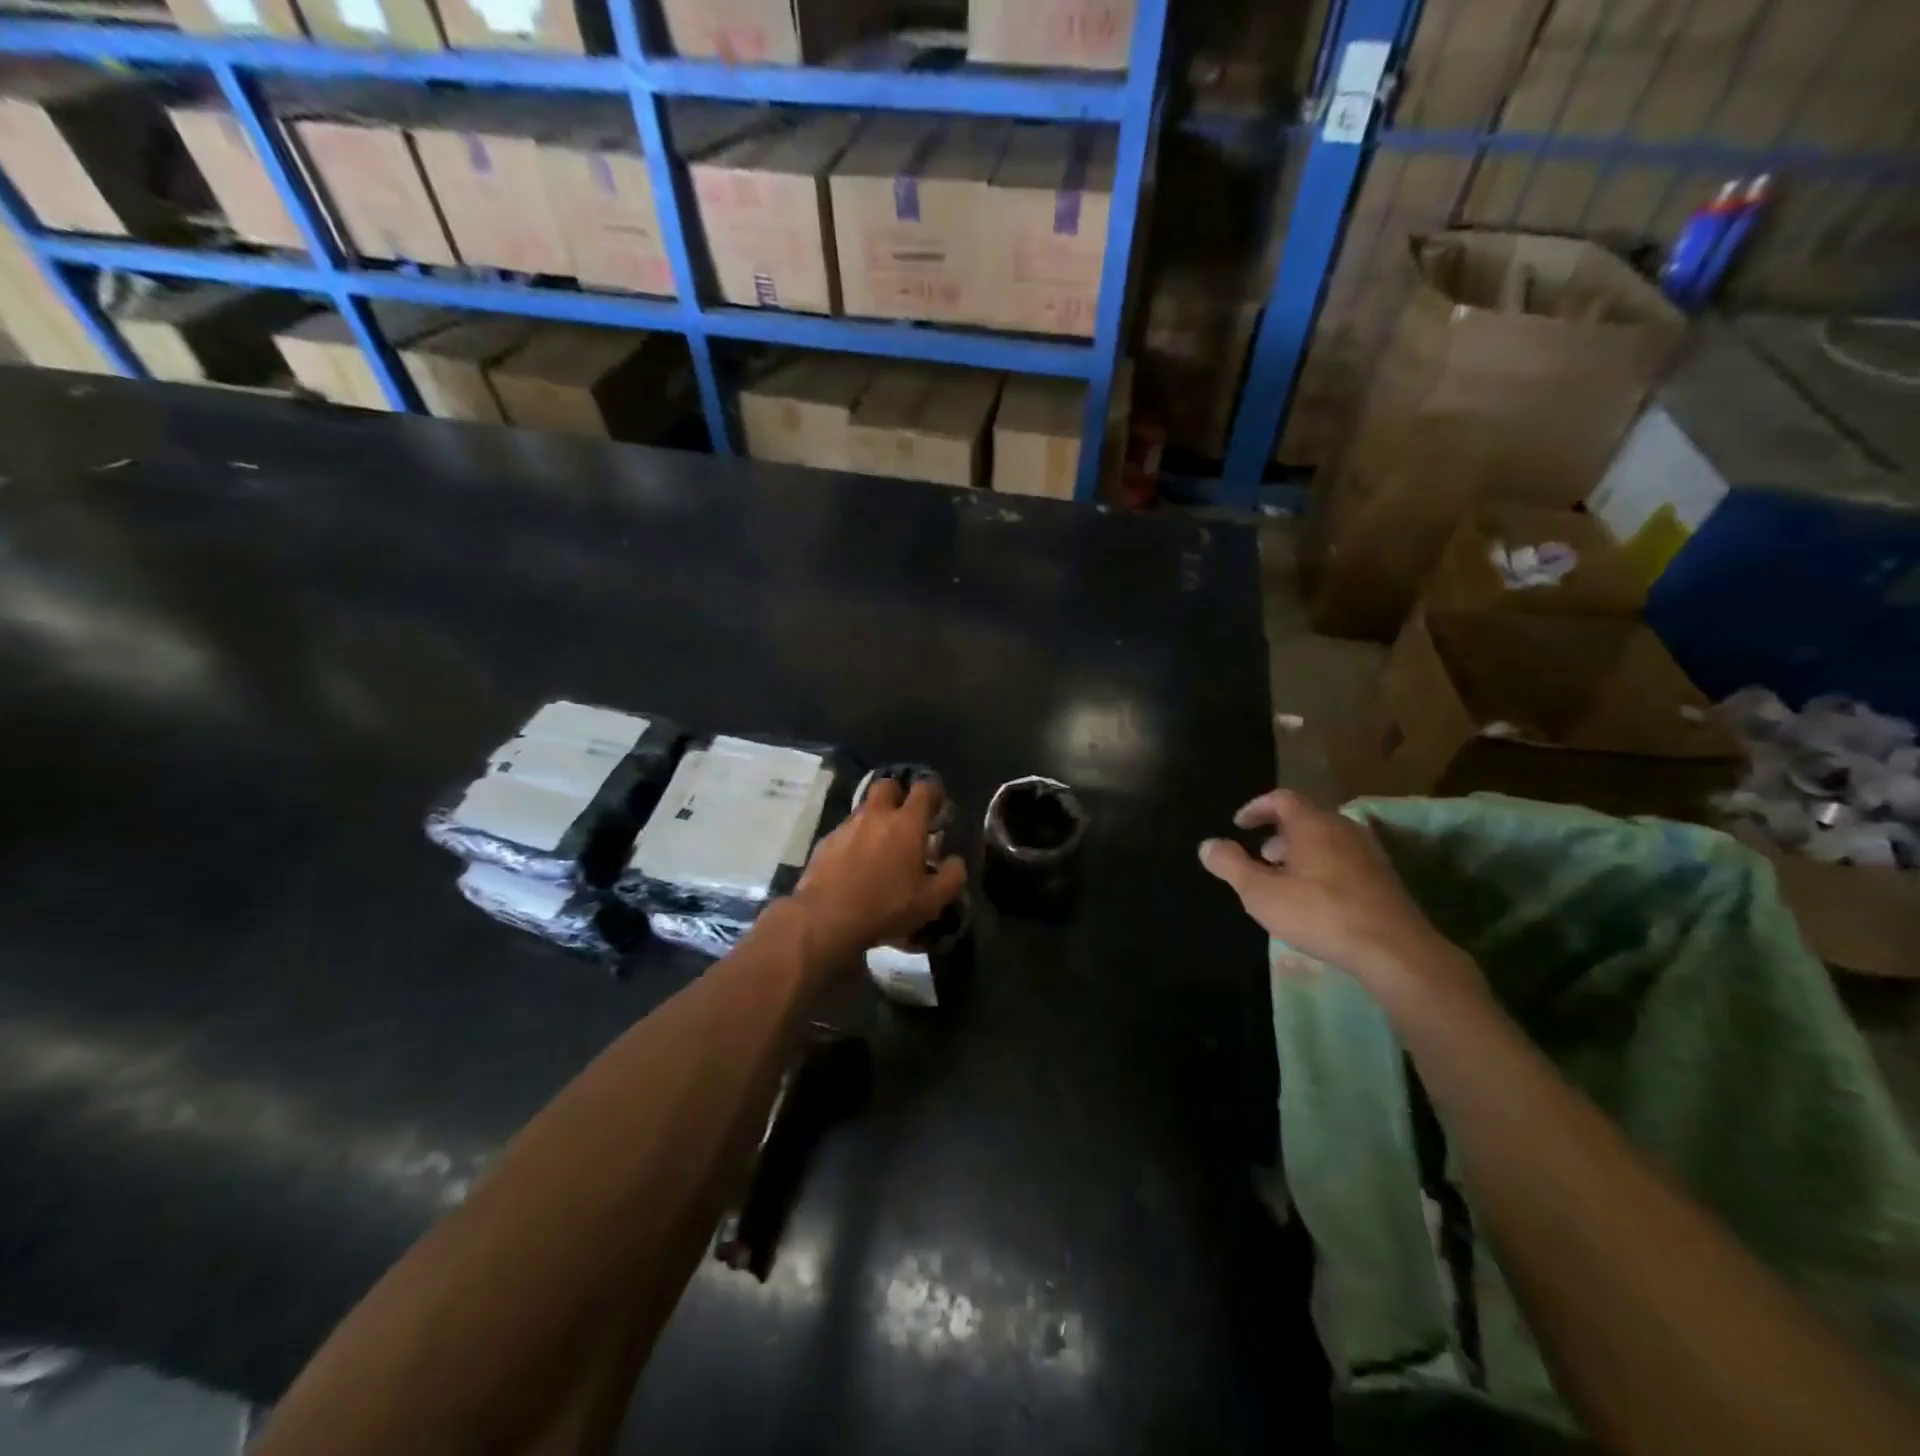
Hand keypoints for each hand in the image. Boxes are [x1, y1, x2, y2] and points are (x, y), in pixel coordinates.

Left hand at [790, 778, 965, 964]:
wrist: (825, 918)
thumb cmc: (886, 906)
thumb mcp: (930, 901)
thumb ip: (951, 877)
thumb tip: (955, 861)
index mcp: (907, 824)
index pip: (924, 789)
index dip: (933, 792)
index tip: (938, 806)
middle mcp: (876, 815)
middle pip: (888, 786)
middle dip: (898, 795)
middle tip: (905, 819)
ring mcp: (847, 826)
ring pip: (864, 808)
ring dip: (875, 819)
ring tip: (880, 846)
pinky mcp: (825, 842)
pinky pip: (845, 831)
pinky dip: (853, 840)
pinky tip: (855, 864)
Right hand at [1198, 790, 1482, 1008]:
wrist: (1394, 951)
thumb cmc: (1319, 913)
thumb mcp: (1261, 893)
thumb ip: (1231, 865)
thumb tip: (1207, 844)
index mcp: (1313, 824)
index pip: (1281, 799)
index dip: (1256, 808)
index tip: (1238, 825)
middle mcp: (1343, 828)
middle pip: (1306, 817)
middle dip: (1277, 832)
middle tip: (1259, 855)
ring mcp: (1369, 853)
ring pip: (1326, 839)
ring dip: (1300, 851)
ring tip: (1283, 880)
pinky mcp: (1384, 878)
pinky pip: (1344, 858)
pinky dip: (1322, 866)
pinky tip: (1315, 898)